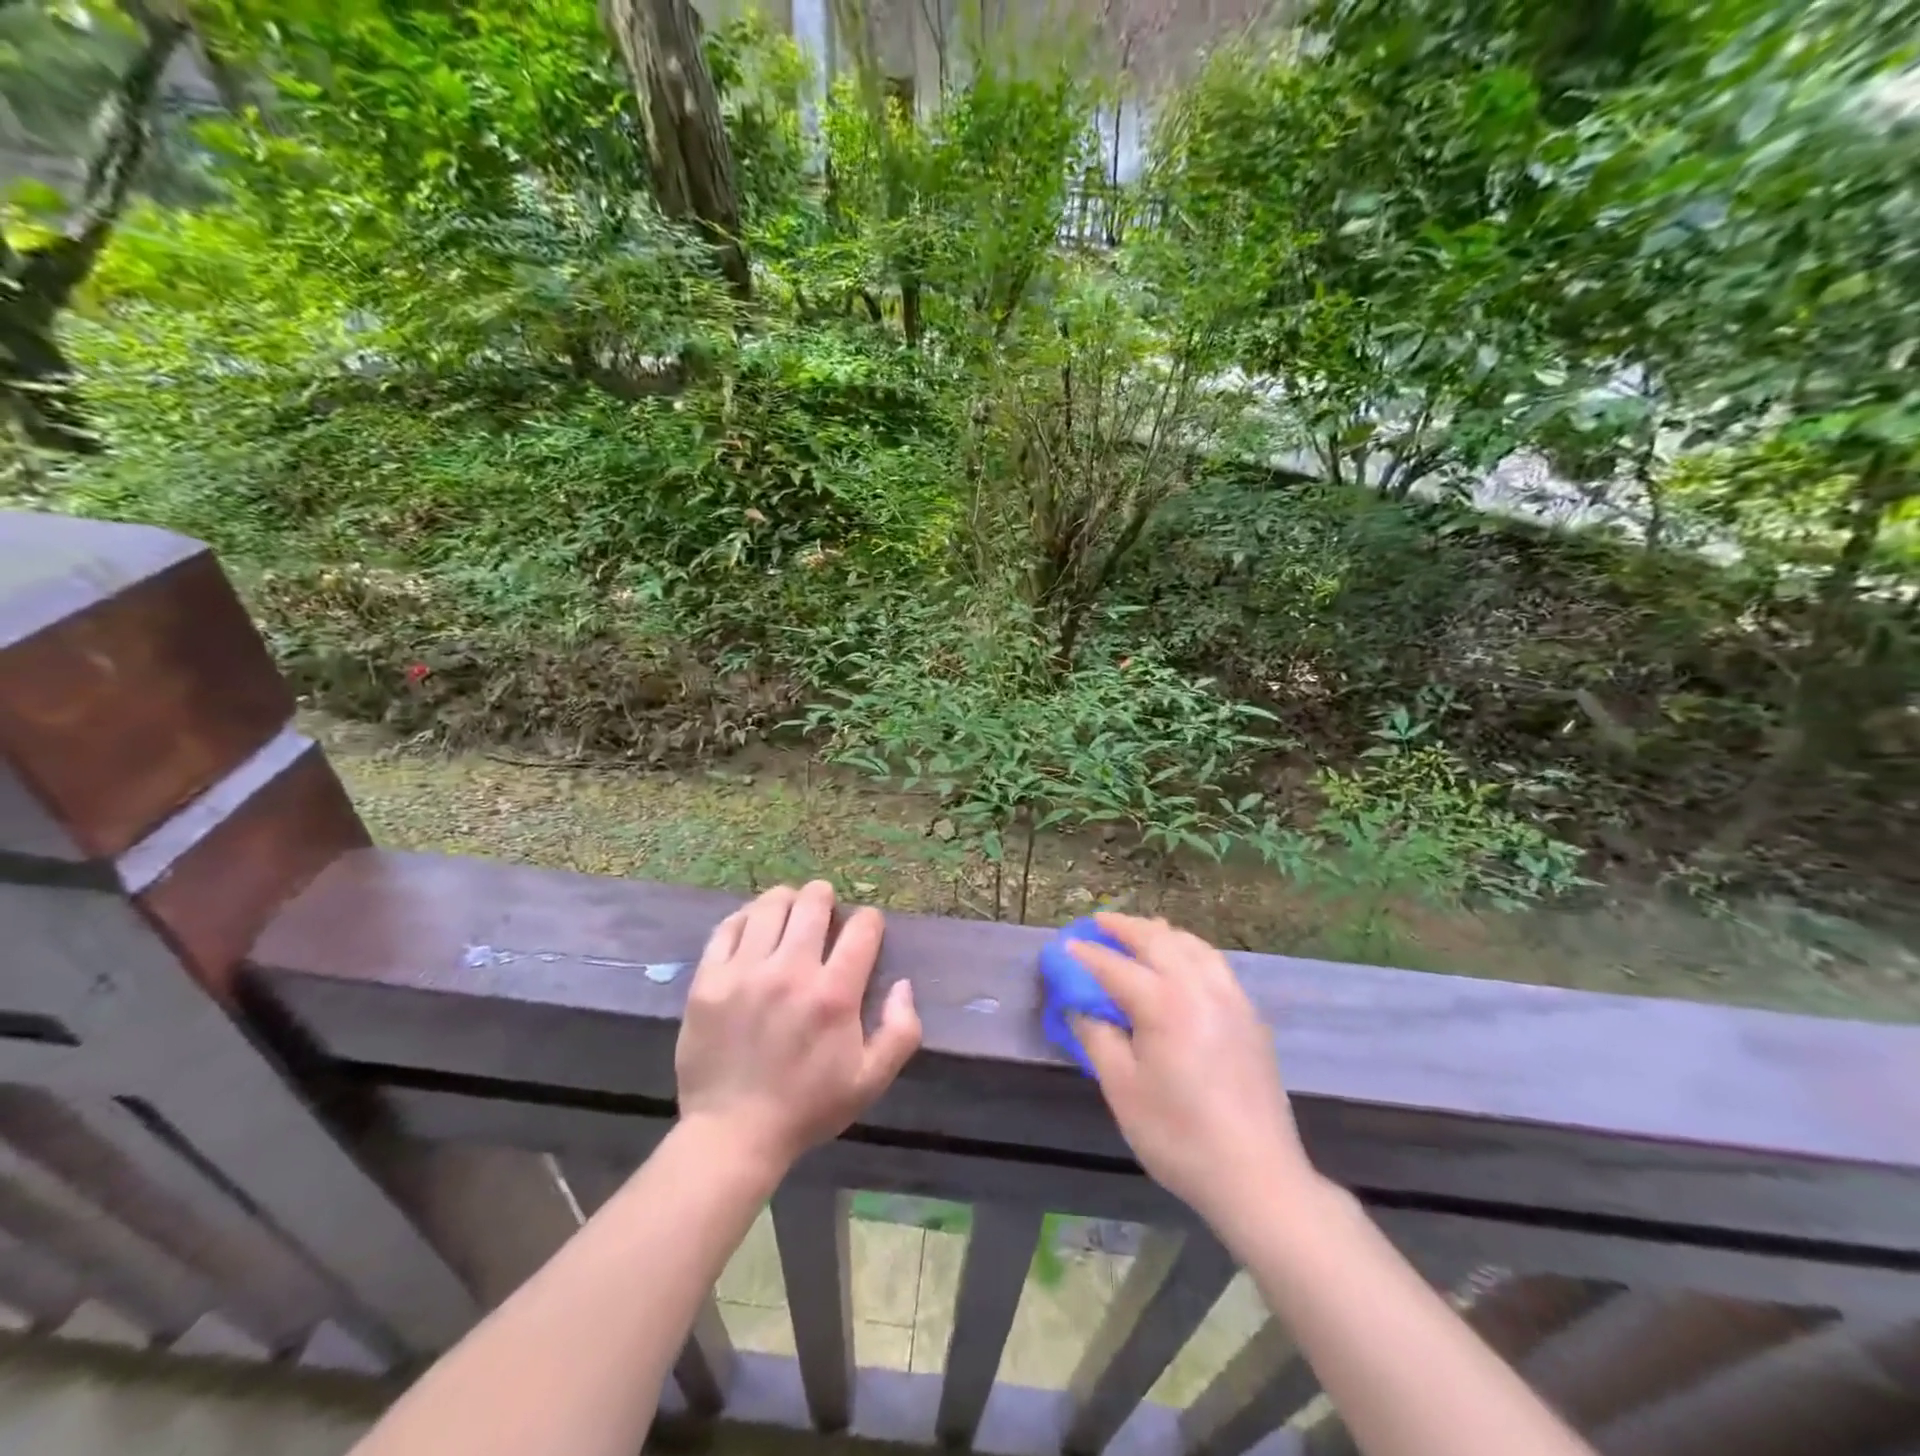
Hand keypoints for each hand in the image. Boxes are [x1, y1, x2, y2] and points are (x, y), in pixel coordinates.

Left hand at [676, 882, 921, 1178]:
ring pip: (770, 905)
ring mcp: (744, 972)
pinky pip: (728, 926)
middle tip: (824, 911)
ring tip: (789, 913)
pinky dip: (746, 918)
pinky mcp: (708, 979)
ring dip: (787, 901)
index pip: (862, 927)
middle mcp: (790, 972)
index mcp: (834, 995)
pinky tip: (754, 929)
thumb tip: (903, 984)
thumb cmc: (807, 1107)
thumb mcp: (871, 1080)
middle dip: (826, 898)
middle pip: (813, 902)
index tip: (865, 931)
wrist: (733, 1134)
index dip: (869, 921)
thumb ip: (901, 1030)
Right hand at [1068, 913, 1317, 1229]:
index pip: (1115, 966)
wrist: (1257, 1177)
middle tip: (1099, 922)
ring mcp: (1231, 998)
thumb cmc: (1179, 1135)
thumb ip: (1096, 1036)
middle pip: (1157, 940)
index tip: (1063, 947)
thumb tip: (1076, 1003)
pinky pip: (1213, 963)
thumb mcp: (1122, 1088)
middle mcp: (1200, 987)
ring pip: (1191, 945)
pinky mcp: (1249, 1016)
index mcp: (1165, 1003)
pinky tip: (1181, 962)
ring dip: (1160, 933)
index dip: (1085, 955)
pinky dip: (1188, 949)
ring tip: (1139, 932)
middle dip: (1124, 927)